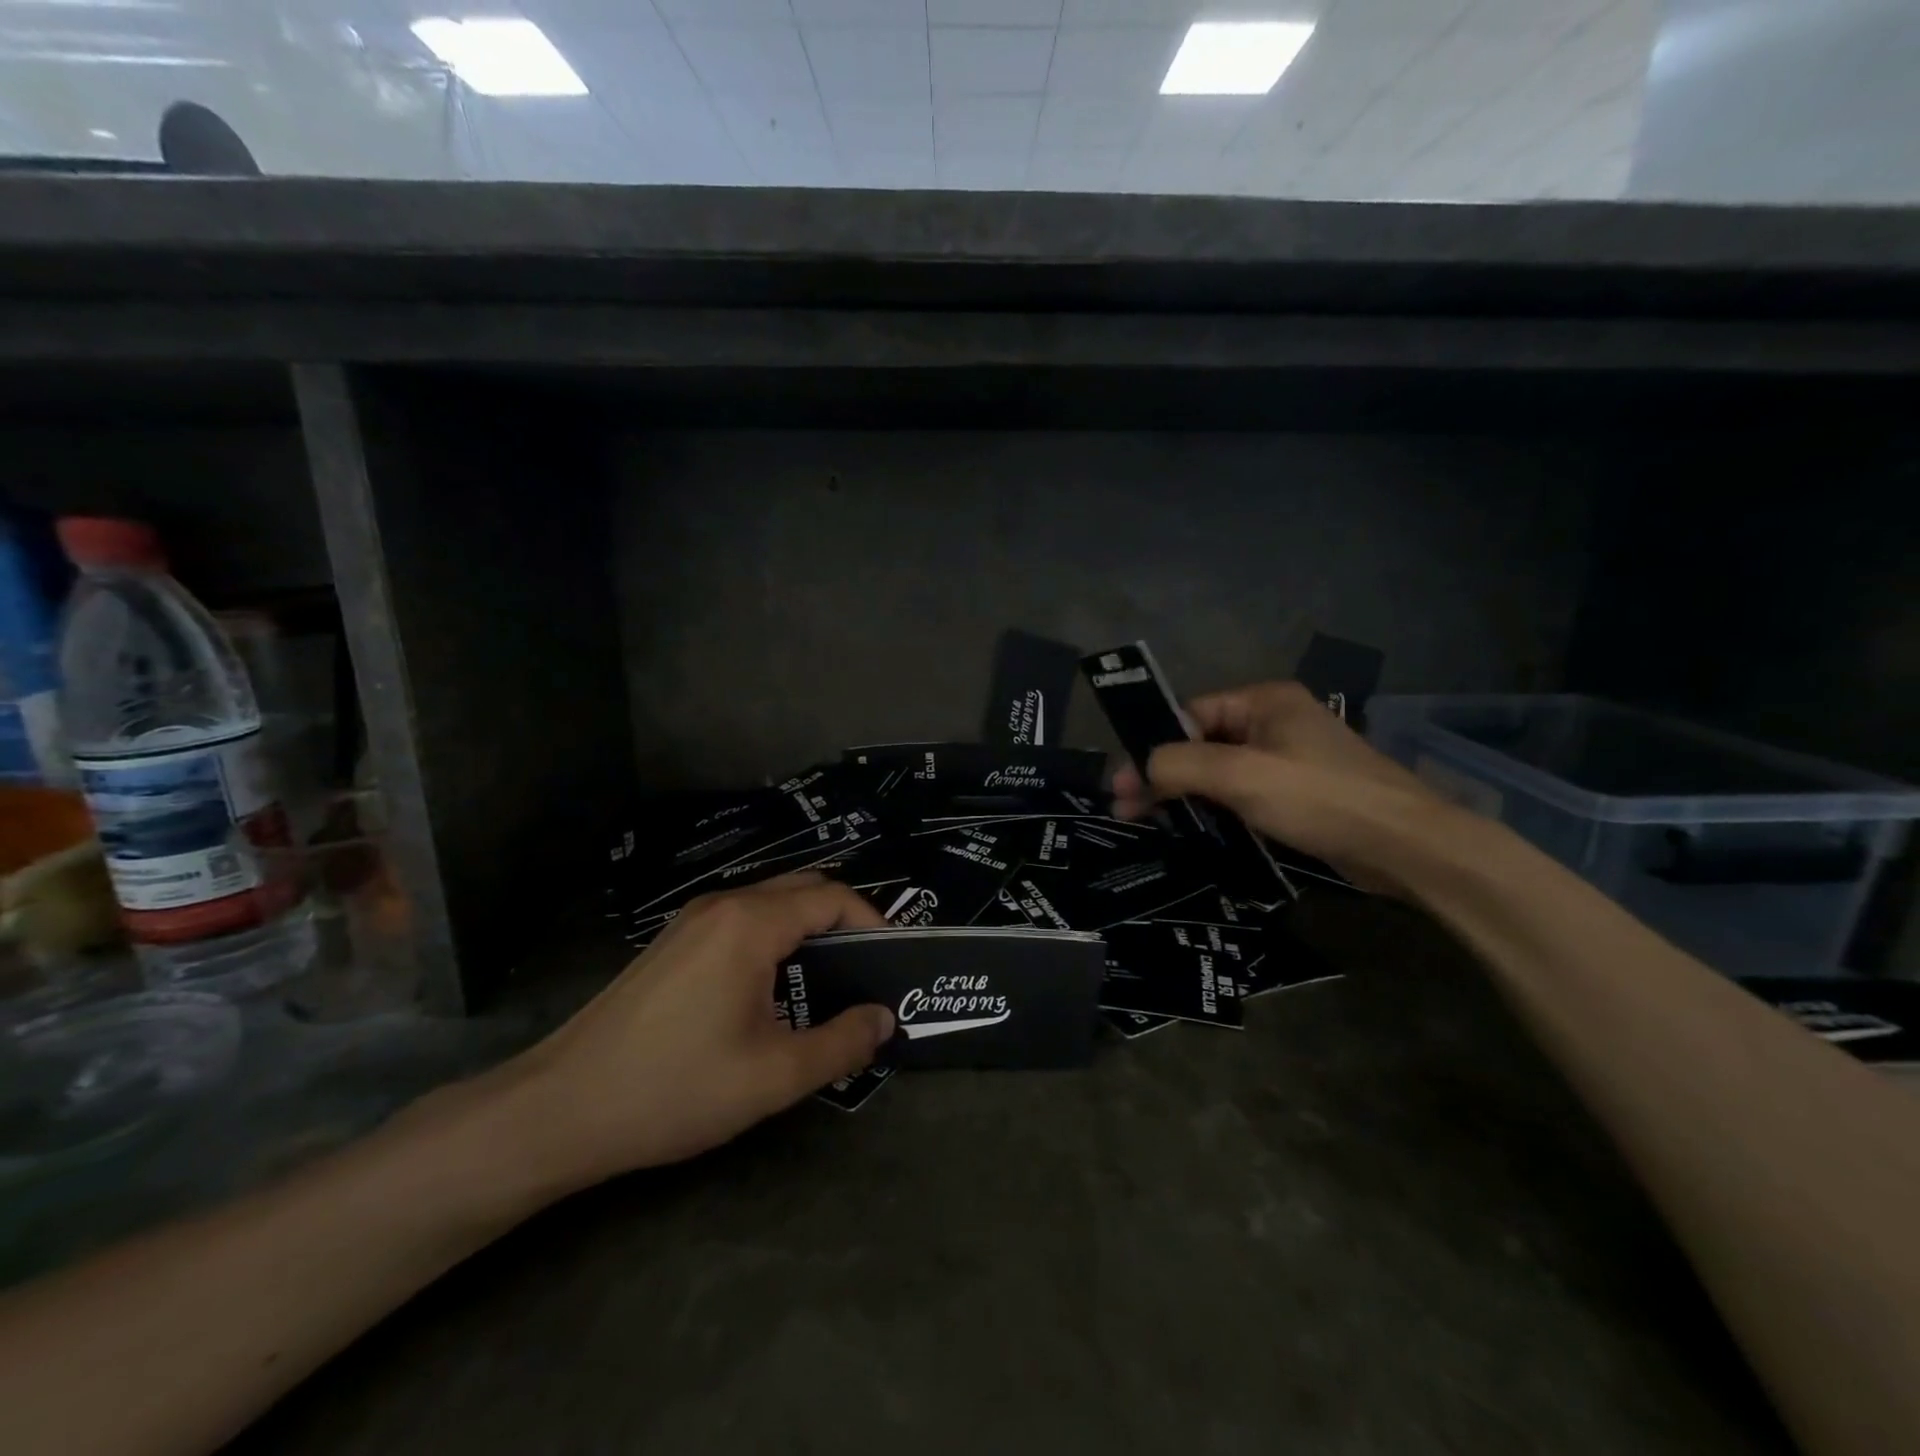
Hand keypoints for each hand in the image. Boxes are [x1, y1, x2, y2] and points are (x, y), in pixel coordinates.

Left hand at [493, 875, 893, 1192]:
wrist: (560, 1108)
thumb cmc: (674, 1088)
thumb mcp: (773, 1075)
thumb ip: (841, 1043)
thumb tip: (883, 1018)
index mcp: (751, 923)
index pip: (832, 897)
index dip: (872, 921)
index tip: (892, 961)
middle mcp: (723, 905)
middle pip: (803, 888)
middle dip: (843, 920)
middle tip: (866, 970)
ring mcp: (692, 920)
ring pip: (770, 903)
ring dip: (807, 930)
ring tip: (826, 985)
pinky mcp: (673, 942)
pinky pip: (741, 921)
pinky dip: (774, 938)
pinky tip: (772, 991)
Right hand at [1111, 681, 1459, 896]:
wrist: (1406, 847)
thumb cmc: (1320, 798)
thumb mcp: (1241, 775)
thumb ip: (1182, 763)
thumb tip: (1143, 766)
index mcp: (1264, 701)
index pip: (1190, 714)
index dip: (1153, 746)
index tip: (1122, 782)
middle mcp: (1274, 722)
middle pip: (1201, 743)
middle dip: (1162, 774)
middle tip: (1126, 808)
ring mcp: (1287, 759)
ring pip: (1219, 771)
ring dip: (1183, 794)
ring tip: (1147, 822)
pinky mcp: (1297, 794)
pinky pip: (1242, 793)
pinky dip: (1213, 808)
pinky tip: (1190, 829)